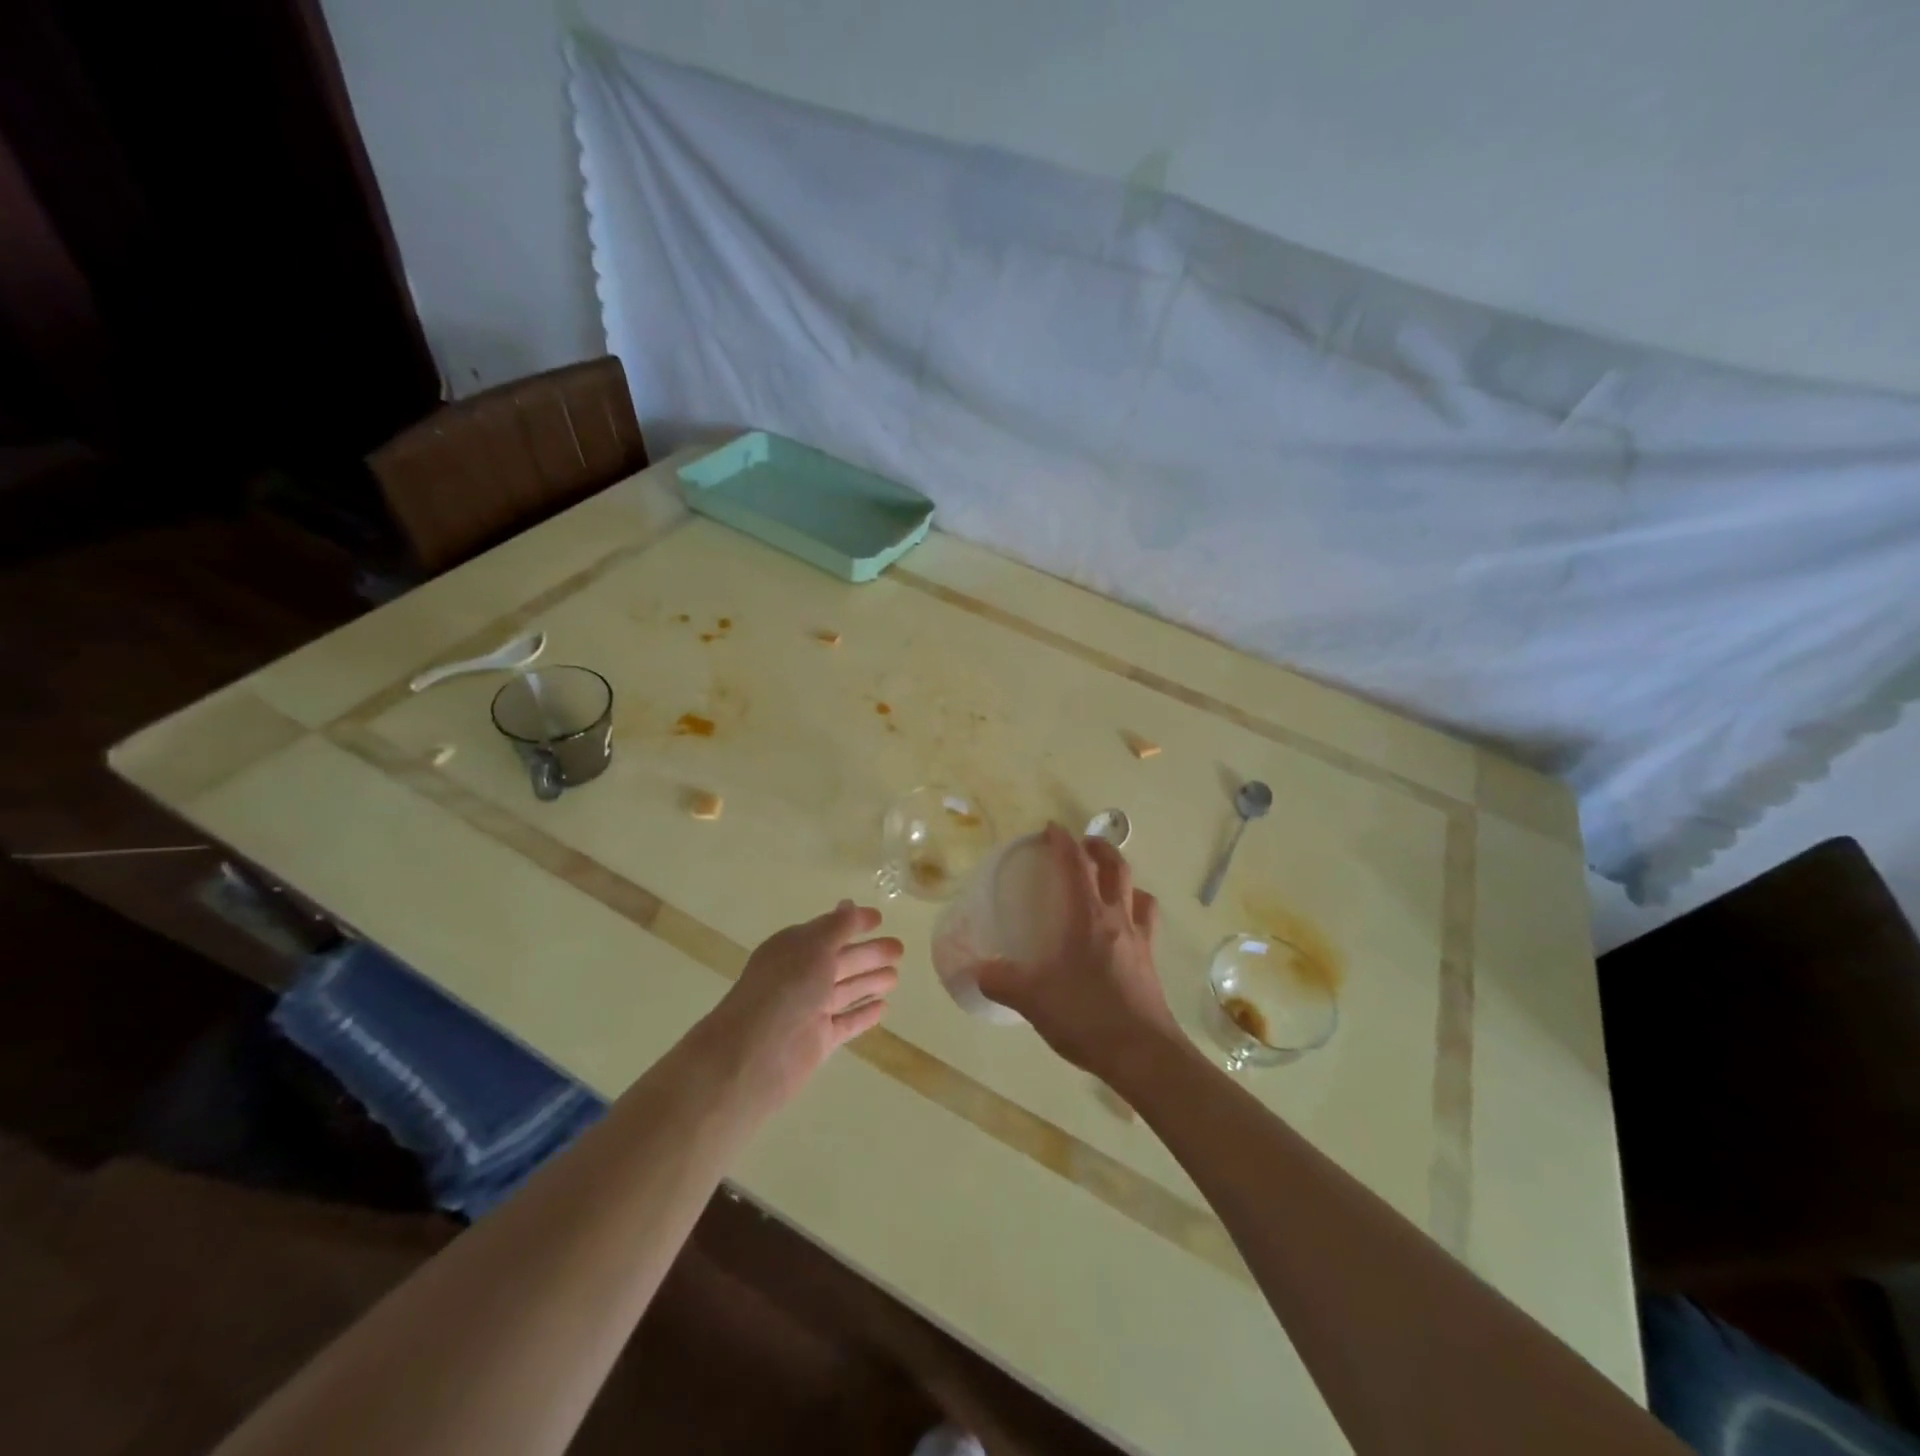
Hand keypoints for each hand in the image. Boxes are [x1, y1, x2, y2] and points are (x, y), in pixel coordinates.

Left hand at [702, 901, 901, 1111]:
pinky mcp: (818, 1040)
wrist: (754, 1055)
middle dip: (870, 953)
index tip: (880, 919)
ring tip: (896, 977)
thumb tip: (851, 905)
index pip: (828, 931)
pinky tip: (884, 1008)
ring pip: (846, 991)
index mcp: (794, 949)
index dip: (853, 924)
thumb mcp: (814, 948)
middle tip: (900, 949)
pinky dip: (863, 1014)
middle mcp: (801, 977)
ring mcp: (810, 1010)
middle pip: (841, 961)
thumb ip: (837, 927)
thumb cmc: (785, 990)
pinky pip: (846, 1022)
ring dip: (869, 981)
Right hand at [977, 824, 1179, 1082]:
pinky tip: (1121, 933)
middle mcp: (1119, 920)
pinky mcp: (1151, 965)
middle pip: (1117, 868)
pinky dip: (1135, 913)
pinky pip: (1147, 925)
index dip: (1063, 842)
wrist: (1144, 1055)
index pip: (1076, 866)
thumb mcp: (1032, 999)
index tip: (1051, 828)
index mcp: (1089, 917)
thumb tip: (976, 969)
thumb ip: (1000, 980)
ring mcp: (1141, 941)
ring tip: (1109, 885)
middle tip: (1083, 845)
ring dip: (1124, 880)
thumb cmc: (1087, 1016)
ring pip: (1140, 894)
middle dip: (1100, 849)